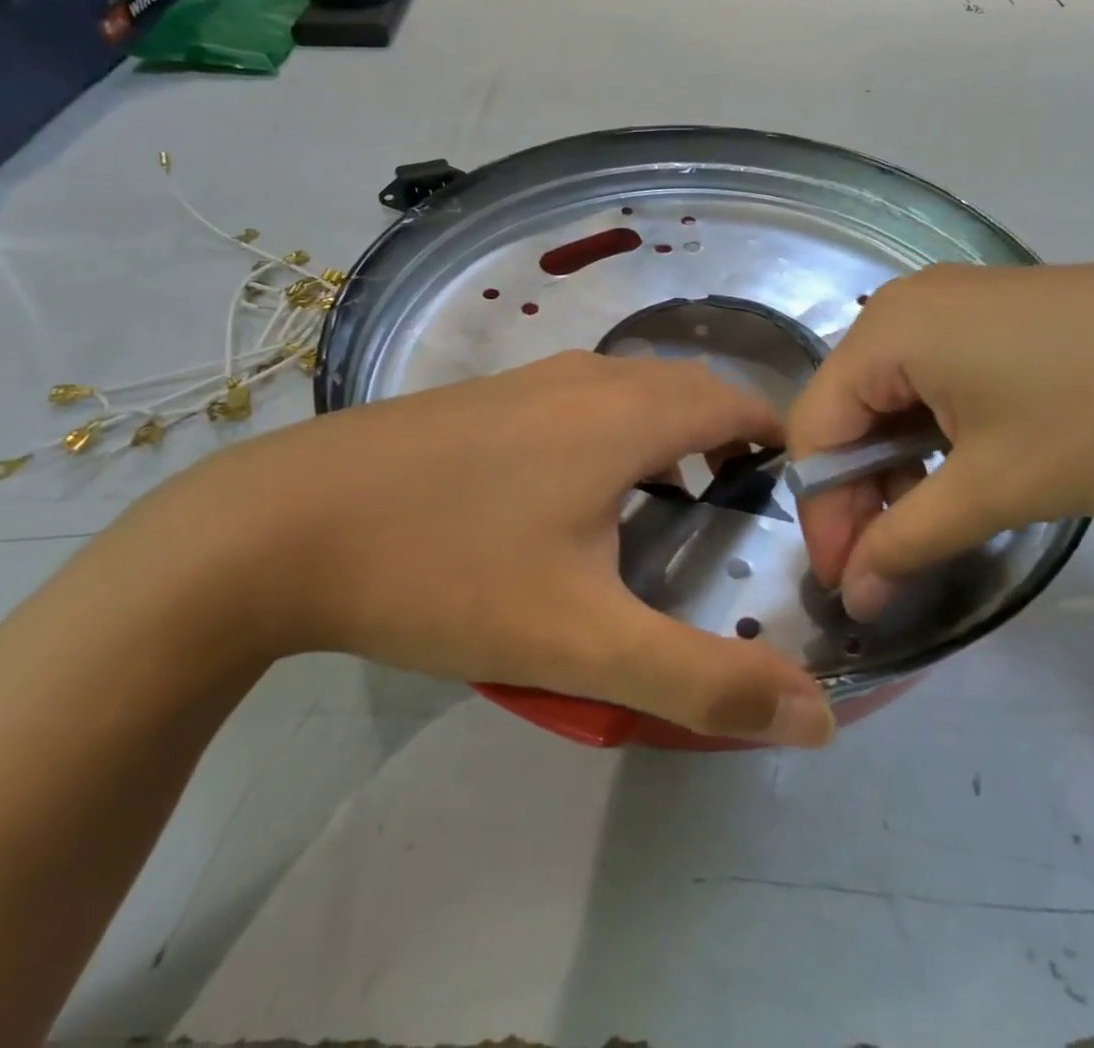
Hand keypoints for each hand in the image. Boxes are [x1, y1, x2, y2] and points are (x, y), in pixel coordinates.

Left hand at [150, 352, 834, 746]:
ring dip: (671, 434)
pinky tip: (581, 497)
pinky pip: (582, 402)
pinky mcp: (484, 398)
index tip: (797, 496)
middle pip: (689, 390)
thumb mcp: (582, 643)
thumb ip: (703, 681)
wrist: (277, 527)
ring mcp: (528, 381)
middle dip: (731, 437)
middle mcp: (587, 378)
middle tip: (744, 509)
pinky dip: (616, 434)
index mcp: (626, 414)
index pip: (738, 403)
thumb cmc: (445, 572)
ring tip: (676, 504)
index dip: (780, 441)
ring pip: (632, 392)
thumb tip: (816, 716)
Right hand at [787, 262, 1093, 618]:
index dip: (823, 511)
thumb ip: (908, 540)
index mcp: (890, 328)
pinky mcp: (1001, 316)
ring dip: (898, 467)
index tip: (849, 582)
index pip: (817, 427)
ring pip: (893, 396)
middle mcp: (910, 303)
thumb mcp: (999, 487)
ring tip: (931, 525)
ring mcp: (958, 303)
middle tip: (887, 565)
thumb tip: (852, 595)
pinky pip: (937, 379)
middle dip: (859, 492)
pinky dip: (935, 435)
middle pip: (850, 408)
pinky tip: (964, 473)